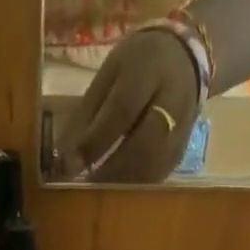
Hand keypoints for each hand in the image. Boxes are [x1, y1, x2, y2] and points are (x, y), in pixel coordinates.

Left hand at [54, 29, 199, 182]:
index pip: (121, 111)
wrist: (185, 58)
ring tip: (98, 192)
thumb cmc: (137, 65)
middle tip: (85, 184)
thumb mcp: (109, 74)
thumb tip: (63, 155)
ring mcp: (183, 128)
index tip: (69, 165)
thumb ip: (88, 113)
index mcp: (149, 69)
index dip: (94, 142)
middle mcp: (173, 99)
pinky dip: (135, 187)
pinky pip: (159, 175)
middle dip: (110, 169)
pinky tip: (118, 191)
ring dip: (122, 184)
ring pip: (154, 166)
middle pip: (143, 144)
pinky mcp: (182, 150)